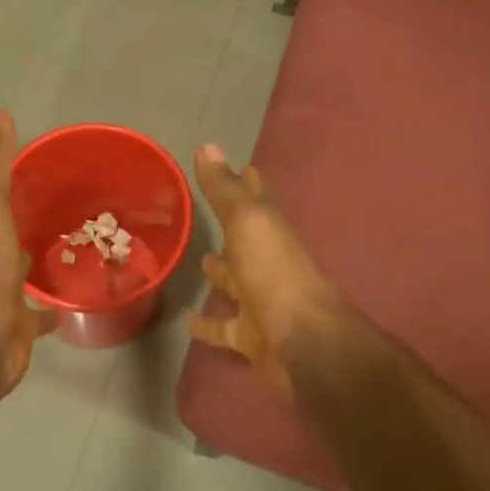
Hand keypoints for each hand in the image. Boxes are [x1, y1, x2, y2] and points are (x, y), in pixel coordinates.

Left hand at [0, 110, 56, 397]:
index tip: (10, 150)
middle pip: (0, 226)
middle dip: (17, 210)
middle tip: (51, 193)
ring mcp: (3, 290)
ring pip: (20, 265)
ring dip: (34, 254)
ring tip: (68, 238)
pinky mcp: (20, 322)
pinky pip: (40, 311)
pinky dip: (54, 305)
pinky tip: (75, 299)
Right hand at [187, 144, 345, 402]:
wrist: (303, 345)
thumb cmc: (274, 275)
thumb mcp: (247, 222)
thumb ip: (225, 190)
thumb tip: (208, 145)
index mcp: (270, 232)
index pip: (258, 199)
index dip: (249, 182)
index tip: (242, 166)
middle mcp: (268, 263)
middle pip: (247, 240)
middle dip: (232, 226)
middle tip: (206, 213)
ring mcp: (260, 300)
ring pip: (236, 282)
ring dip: (220, 273)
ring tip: (198, 259)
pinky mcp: (251, 336)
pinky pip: (224, 328)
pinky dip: (206, 325)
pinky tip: (185, 321)